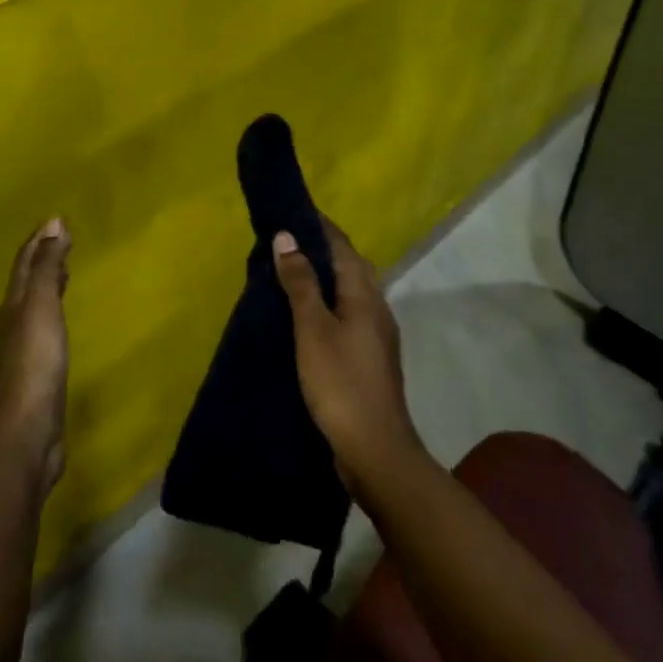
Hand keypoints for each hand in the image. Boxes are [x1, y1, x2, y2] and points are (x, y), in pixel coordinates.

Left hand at [0, 218, 70, 494]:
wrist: (25, 431)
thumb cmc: (35, 362)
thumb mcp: (42, 307)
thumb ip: (49, 267)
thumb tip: (54, 223)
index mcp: (15, 304)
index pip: (26, 263)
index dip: (40, 240)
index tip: (58, 219)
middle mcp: (15, 322)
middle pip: (28, 282)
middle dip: (43, 258)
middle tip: (64, 240)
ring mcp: (25, 349)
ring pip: (37, 305)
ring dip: (50, 285)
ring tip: (66, 272)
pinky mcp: (39, 372)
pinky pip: (48, 328)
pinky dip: (56, 312)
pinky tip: (63, 321)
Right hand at [272, 219, 421, 497]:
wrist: (375, 450)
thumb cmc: (340, 384)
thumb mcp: (313, 330)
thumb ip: (300, 283)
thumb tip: (288, 236)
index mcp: (365, 295)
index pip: (342, 246)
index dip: (319, 226)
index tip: (293, 211)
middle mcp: (376, 308)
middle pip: (350, 266)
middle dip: (322, 249)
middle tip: (286, 241)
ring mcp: (376, 336)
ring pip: (349, 293)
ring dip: (324, 278)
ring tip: (291, 274)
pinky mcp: (369, 359)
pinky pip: (347, 316)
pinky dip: (327, 305)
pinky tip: (307, 318)